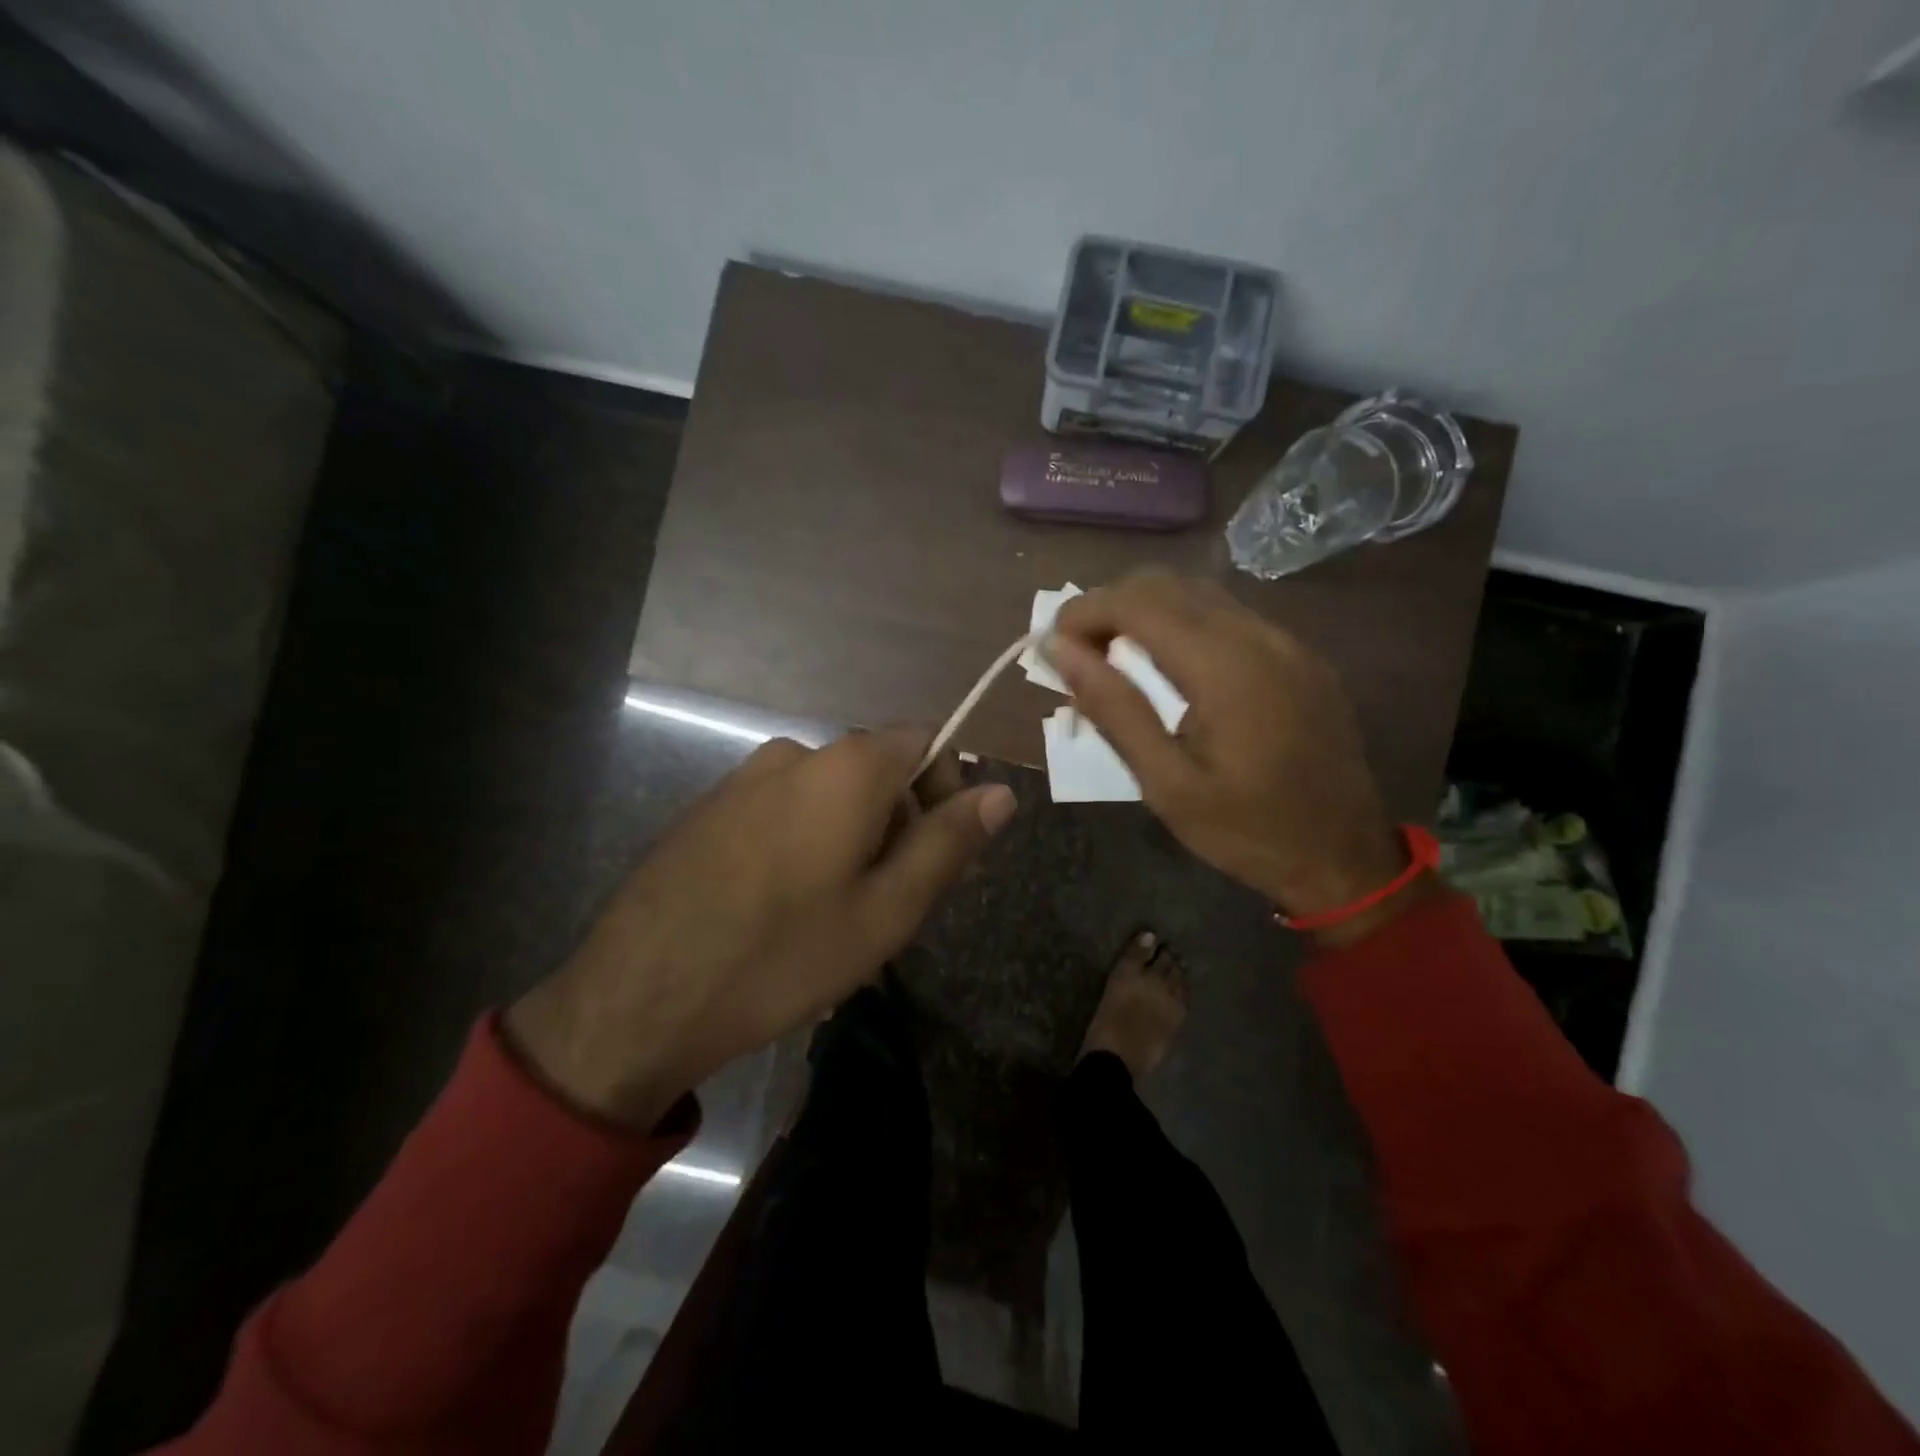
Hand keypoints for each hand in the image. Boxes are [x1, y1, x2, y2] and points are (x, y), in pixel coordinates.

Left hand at [504, 729, 1015, 1128]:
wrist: (639, 997)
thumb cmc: (781, 955)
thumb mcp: (886, 910)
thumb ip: (948, 843)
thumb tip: (1001, 792)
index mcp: (846, 767)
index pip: (926, 741)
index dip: (947, 791)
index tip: (939, 857)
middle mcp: (795, 753)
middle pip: (878, 769)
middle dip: (901, 823)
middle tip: (893, 903)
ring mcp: (744, 778)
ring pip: (831, 795)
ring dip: (854, 840)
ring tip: (839, 916)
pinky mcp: (711, 808)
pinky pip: (785, 809)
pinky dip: (808, 843)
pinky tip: (786, 909)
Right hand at [1048, 571, 1421, 941]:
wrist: (1345, 858)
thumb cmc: (1246, 832)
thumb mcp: (1166, 785)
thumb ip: (1113, 709)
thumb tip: (1059, 651)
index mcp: (1225, 669)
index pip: (1138, 603)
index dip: (1084, 610)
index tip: (1051, 644)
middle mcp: (1260, 637)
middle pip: (1168, 584)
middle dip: (1109, 605)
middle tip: (1077, 654)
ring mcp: (1287, 642)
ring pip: (1199, 593)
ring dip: (1144, 610)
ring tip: (1112, 656)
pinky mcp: (1300, 656)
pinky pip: (1229, 615)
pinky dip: (1182, 623)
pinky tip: (1167, 666)